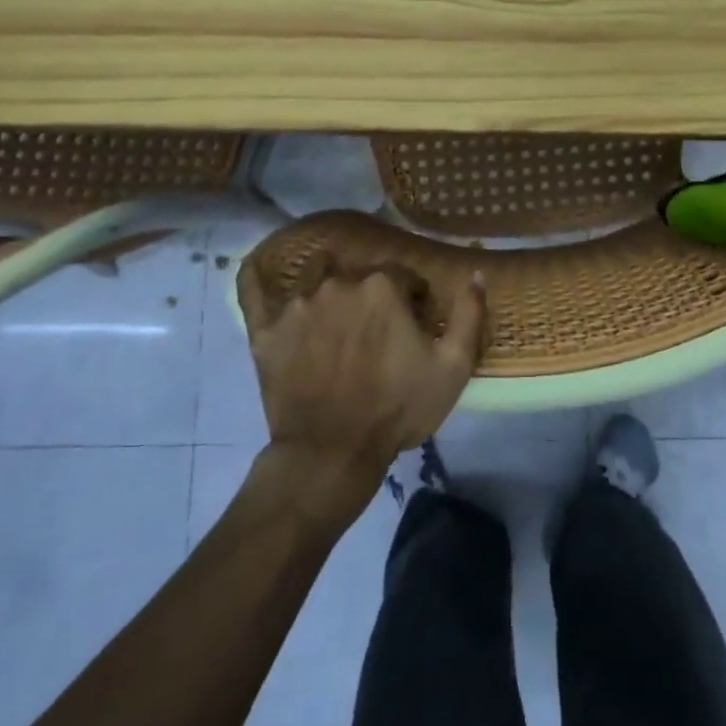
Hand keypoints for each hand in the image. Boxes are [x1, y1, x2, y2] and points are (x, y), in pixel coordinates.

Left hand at [247, 267, 485, 512]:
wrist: (331, 454)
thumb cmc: (398, 408)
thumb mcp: (453, 366)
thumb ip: (469, 314)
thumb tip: (475, 275)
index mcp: (382, 286)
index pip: (404, 277)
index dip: (414, 301)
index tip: (417, 328)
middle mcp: (338, 283)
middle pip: (362, 277)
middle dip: (375, 296)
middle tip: (380, 333)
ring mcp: (297, 305)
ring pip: (317, 278)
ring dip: (331, 289)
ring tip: (337, 317)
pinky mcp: (265, 331)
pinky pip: (254, 292)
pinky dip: (256, 277)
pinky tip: (250, 271)